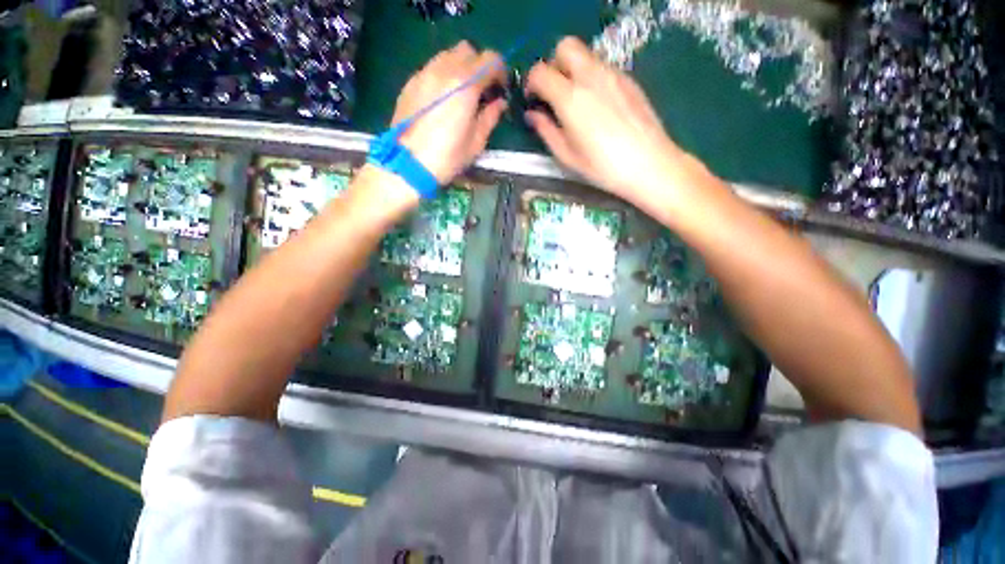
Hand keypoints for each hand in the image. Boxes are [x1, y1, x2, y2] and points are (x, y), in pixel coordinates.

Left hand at [392, 41, 507, 184]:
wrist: (408, 165)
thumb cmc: (447, 157)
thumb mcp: (476, 142)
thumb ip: (490, 117)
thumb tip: (499, 103)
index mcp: (465, 84)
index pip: (490, 60)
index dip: (500, 72)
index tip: (501, 89)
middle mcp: (444, 70)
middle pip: (467, 50)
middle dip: (479, 65)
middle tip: (482, 89)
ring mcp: (424, 74)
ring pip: (447, 55)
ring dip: (460, 68)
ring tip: (461, 93)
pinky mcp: (410, 83)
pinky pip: (431, 68)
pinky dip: (442, 75)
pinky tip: (442, 98)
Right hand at [525, 37, 685, 199]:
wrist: (649, 164)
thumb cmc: (602, 167)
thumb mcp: (567, 156)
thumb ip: (546, 131)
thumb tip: (533, 115)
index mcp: (570, 98)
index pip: (541, 72)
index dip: (531, 83)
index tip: (533, 100)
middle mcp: (590, 77)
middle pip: (565, 47)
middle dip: (553, 65)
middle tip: (553, 92)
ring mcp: (613, 75)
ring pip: (586, 55)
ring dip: (573, 70)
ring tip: (575, 102)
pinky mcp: (628, 80)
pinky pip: (603, 68)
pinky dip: (592, 78)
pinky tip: (597, 105)